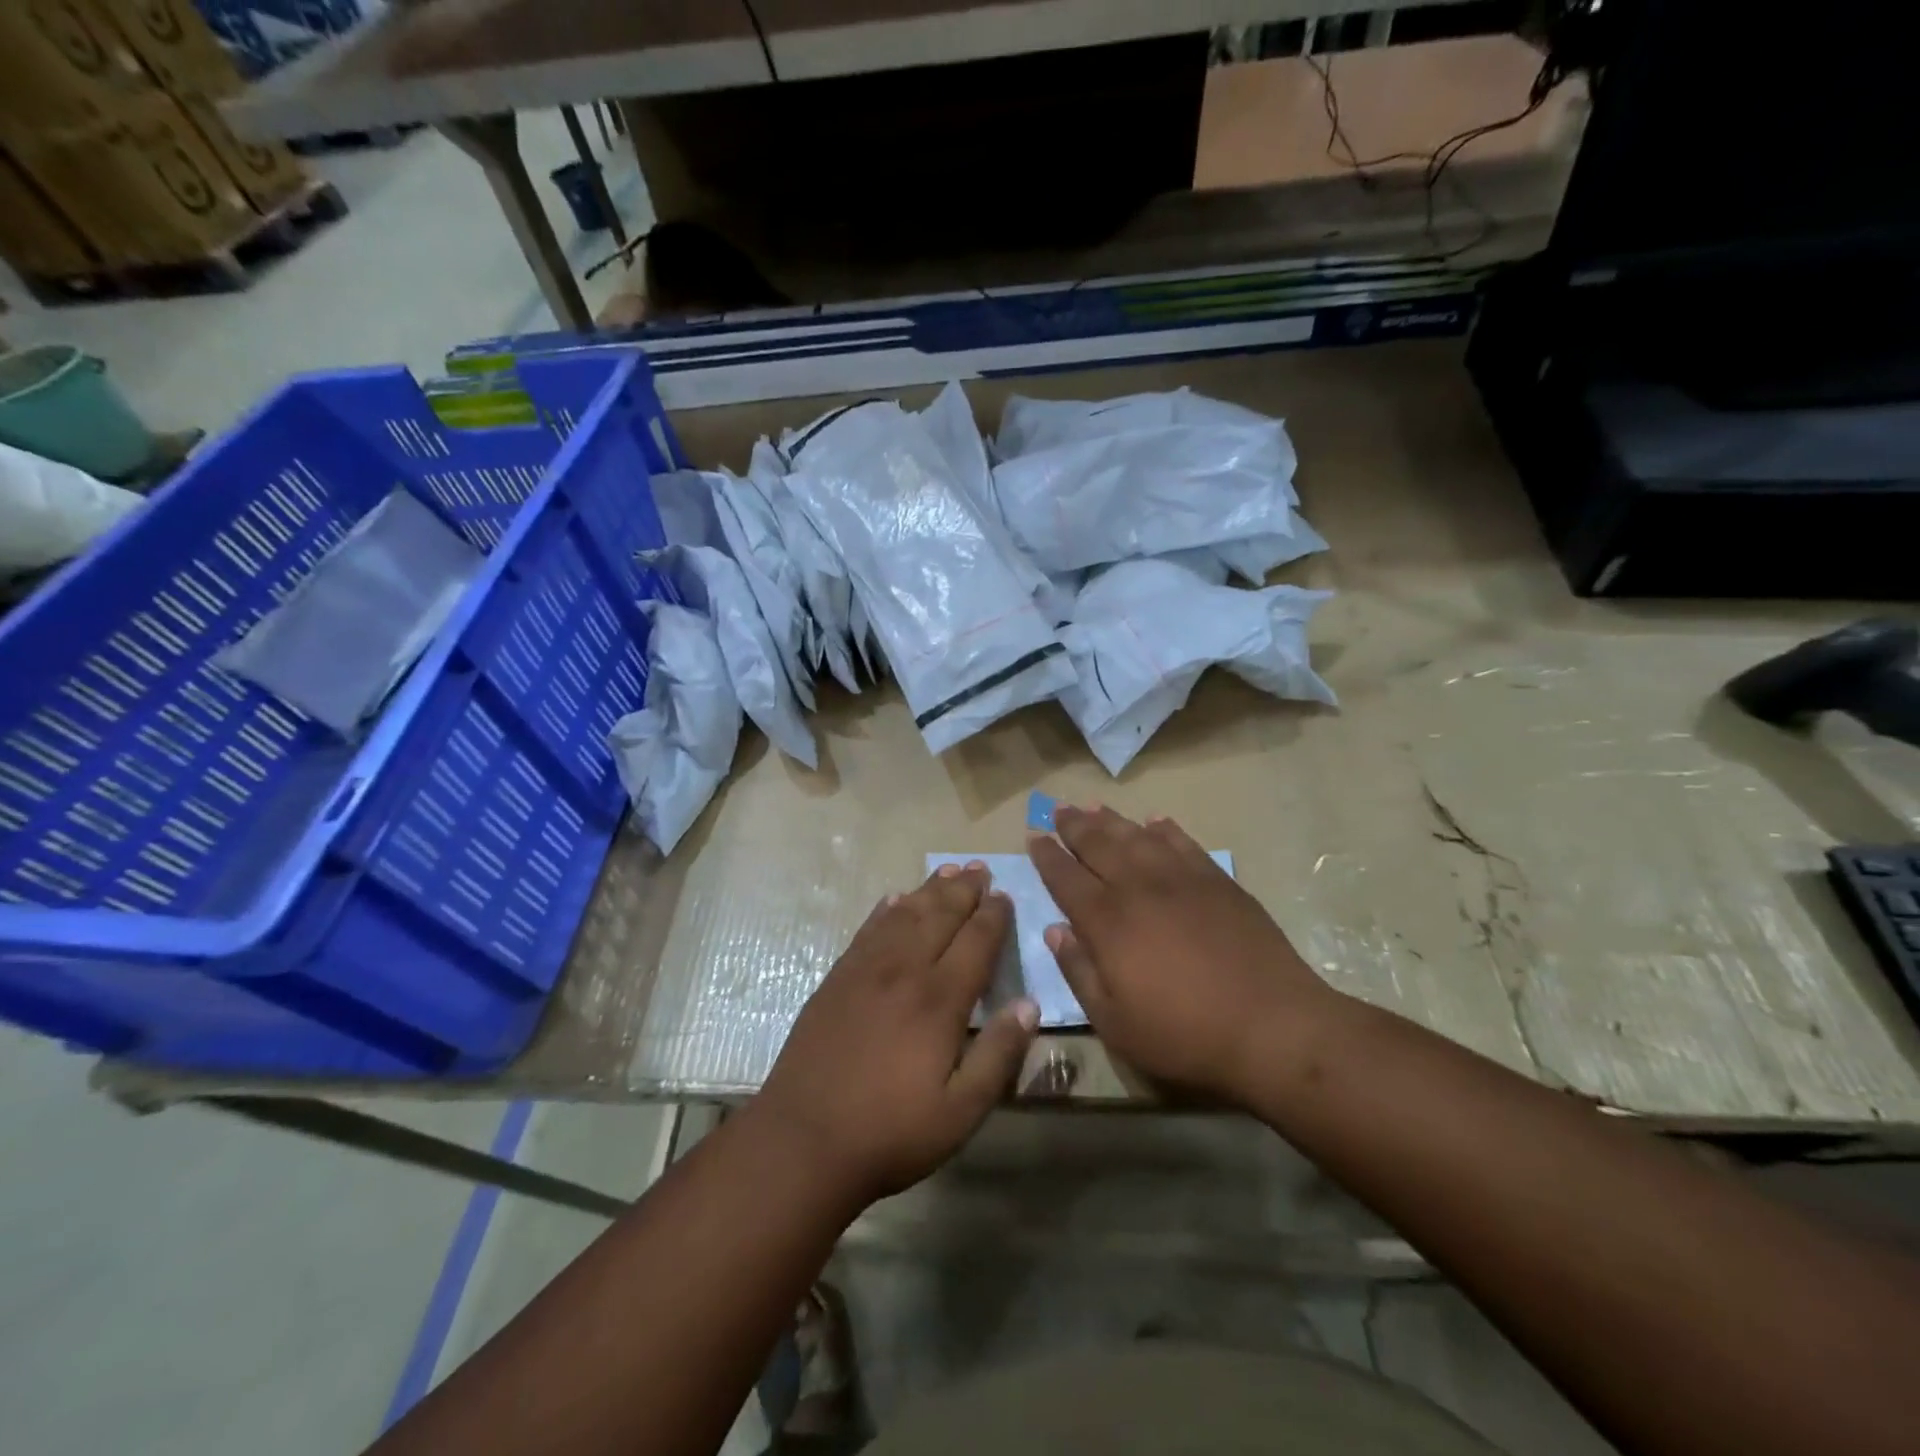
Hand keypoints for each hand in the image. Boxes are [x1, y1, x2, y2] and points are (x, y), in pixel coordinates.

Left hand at [755, 863, 1038, 1206]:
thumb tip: (1029, 1005)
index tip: (1005, 896)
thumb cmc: (890, 1132)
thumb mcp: (960, 1111)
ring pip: (904, 914)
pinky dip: (886, 909)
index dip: (993, 916)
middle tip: (980, 868)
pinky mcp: (837, 978)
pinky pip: (868, 930)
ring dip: (928, 890)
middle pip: (939, 916)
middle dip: (964, 890)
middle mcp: (903, 971)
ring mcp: (865, 970)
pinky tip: (894, 899)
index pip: (975, 942)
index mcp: (938, 1000)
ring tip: (947, 870)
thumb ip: (998, 1055)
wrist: (803, 1139)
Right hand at [1028, 806, 1334, 1103]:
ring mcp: (1181, 879)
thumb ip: (1079, 972)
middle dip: (1074, 826)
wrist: (1272, 1026)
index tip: (1034, 836)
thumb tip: (1055, 931)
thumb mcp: (1114, 1022)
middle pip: (1098, 846)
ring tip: (1094, 806)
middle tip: (1058, 809)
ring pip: (1137, 837)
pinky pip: (1183, 843)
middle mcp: (1139, 888)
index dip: (1047, 856)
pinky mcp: (1218, 882)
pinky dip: (1165, 829)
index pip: (1066, 878)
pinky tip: (1155, 822)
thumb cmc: (1185, 1034)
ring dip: (1112, 820)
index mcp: (1108, 922)